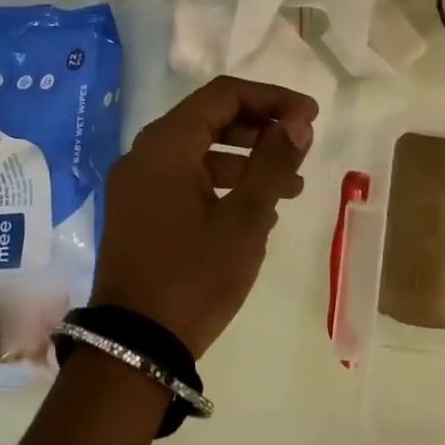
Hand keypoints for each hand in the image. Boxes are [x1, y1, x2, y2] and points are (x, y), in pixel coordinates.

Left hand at [91, 77, 317, 357]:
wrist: (134, 349)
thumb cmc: (194, 275)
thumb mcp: (246, 218)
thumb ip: (274, 162)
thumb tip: (299, 122)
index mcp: (166, 144)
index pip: (224, 95)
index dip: (272, 98)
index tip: (310, 116)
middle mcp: (145, 154)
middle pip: (210, 119)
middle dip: (261, 128)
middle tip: (301, 144)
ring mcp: (137, 185)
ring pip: (200, 152)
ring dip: (247, 159)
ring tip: (292, 185)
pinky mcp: (137, 213)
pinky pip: (185, 180)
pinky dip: (223, 184)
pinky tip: (258, 211)